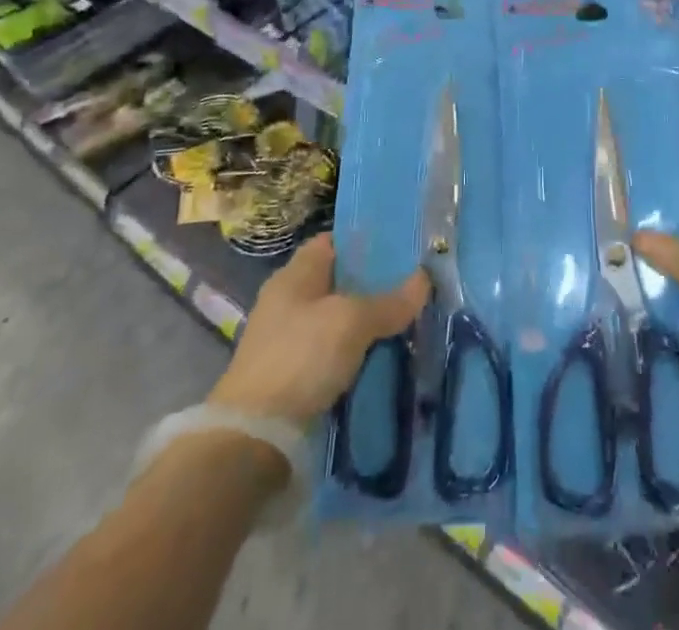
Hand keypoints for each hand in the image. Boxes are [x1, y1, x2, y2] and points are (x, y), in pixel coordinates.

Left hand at [210, 234, 428, 429]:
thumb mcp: (351, 322)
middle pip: (336, 281)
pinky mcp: (290, 377)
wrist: (254, 438)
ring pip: (336, 319)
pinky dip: (353, 353)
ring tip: (404, 321)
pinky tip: (380, 357)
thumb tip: (424, 278)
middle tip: (411, 286)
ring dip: (364, 322)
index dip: (363, 241)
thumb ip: (389, 301)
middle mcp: (287, 301)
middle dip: (371, 284)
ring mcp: (286, 340)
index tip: (399, 247)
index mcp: (294, 275)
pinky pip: (330, 352)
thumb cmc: (300, 358)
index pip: (331, 242)